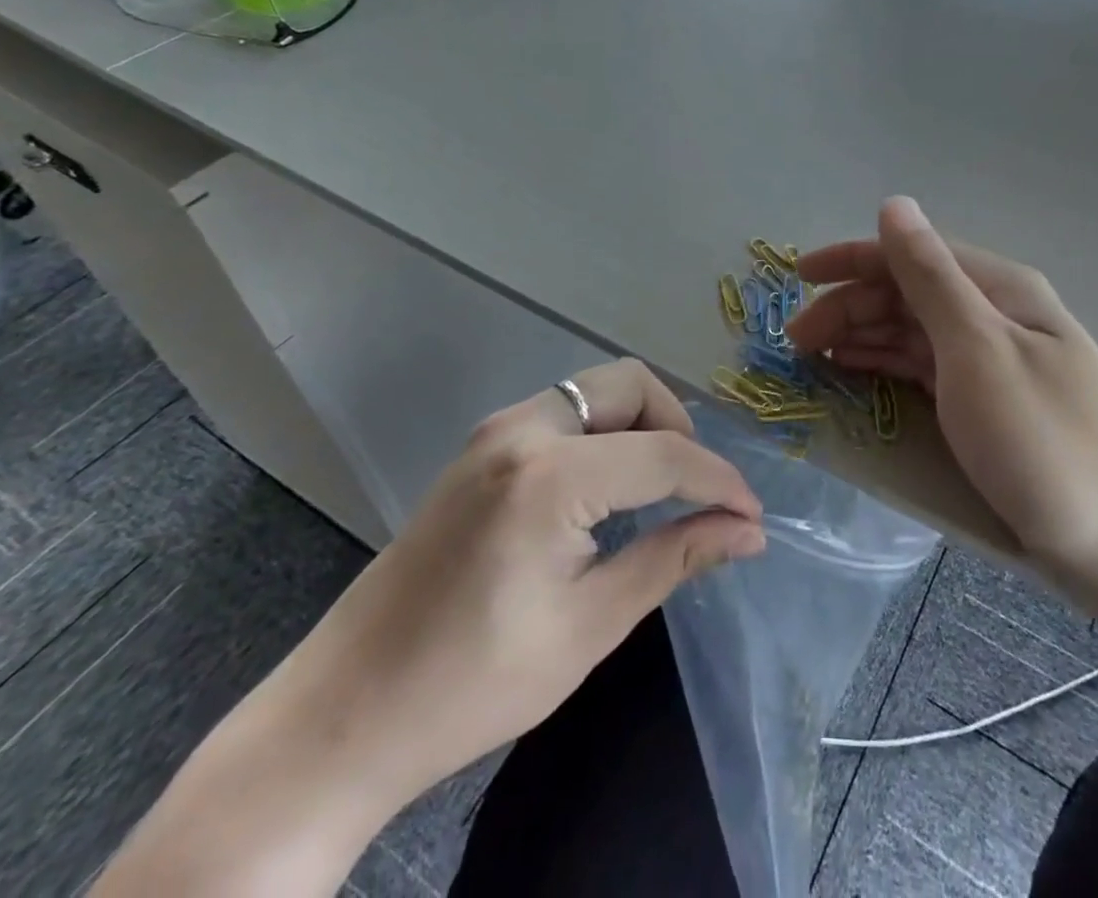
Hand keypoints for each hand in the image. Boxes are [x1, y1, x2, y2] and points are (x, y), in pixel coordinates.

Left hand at [274, 359, 764, 810]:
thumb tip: (746, 531)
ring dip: (640, 426)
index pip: (663, 454)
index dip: (719, 480)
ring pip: (595, 391)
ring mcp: (494, 432)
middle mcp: (521, 430)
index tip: (752, 515)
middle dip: (677, 427)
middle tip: (695, 491)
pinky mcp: (481, 448)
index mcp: (548, 476)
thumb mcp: (590, 625)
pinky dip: (603, 435)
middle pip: (629, 384)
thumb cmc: (473, 684)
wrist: (345, 713)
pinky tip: (605, 492)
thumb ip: (674, 559)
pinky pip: (564, 413)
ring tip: (656, 492)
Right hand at [788, 198, 1097, 628]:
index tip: (798, 279)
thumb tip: (893, 205)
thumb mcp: (978, 350)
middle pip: (907, 294)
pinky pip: (922, 368)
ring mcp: (992, 360)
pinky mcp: (987, 402)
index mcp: (998, 289)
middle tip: (796, 345)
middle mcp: (994, 314)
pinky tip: (857, 376)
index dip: (851, 259)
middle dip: (847, 307)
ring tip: (813, 359)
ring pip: (911, 331)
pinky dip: (884, 366)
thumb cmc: (1043, 442)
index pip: (911, 254)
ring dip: (860, 336)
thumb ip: (930, 277)